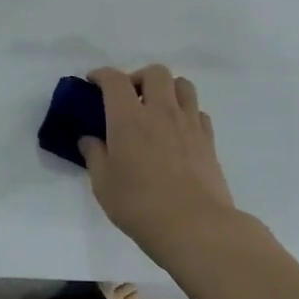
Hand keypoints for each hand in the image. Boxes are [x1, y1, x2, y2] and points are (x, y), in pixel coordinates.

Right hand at [82, 65, 238, 256]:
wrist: (195, 226)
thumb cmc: (140, 205)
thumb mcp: (103, 184)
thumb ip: (94, 156)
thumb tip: (89, 140)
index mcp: (128, 118)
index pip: (114, 80)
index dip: (102, 74)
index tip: (93, 81)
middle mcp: (160, 111)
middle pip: (155, 72)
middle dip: (139, 77)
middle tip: (130, 98)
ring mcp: (188, 123)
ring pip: (183, 85)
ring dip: (167, 89)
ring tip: (157, 108)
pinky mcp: (208, 139)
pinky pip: (198, 111)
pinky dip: (186, 112)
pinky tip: (178, 131)